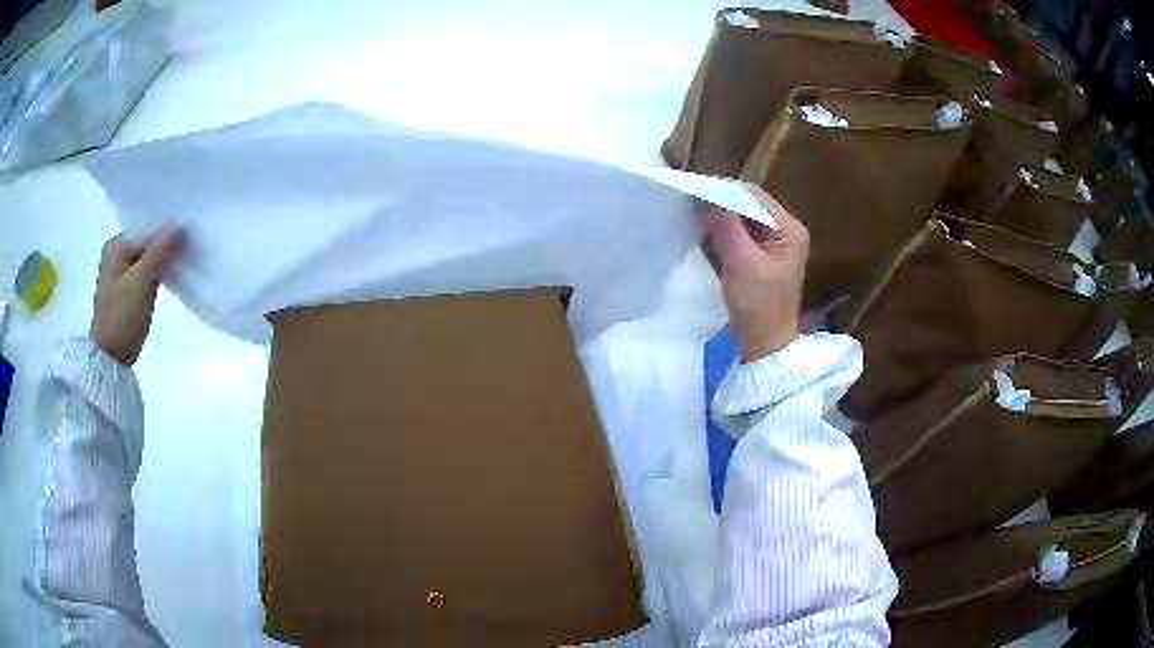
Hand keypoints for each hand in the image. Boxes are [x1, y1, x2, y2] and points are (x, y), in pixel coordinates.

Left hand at [90, 227, 182, 366]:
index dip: (167, 228)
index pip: (146, 228)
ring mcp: (123, 272)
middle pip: (148, 241)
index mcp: (116, 247)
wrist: (110, 360)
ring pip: (150, 256)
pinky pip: (149, 271)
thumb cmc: (121, 320)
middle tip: (194, 242)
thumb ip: (158, 252)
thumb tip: (179, 224)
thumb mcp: (140, 284)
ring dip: (166, 258)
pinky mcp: (131, 288)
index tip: (191, 230)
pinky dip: (162, 271)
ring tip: (189, 256)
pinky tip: (176, 273)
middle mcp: (118, 254)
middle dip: (168, 243)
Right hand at [702, 184, 807, 362]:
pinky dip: (721, 232)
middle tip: (688, 201)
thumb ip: (724, 225)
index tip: (693, 190)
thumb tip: (703, 194)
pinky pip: (739, 235)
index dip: (723, 190)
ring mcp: (773, 245)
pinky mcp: (761, 258)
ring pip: (741, 219)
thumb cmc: (758, 307)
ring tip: (691, 214)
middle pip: (748, 205)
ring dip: (718, 217)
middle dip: (719, 203)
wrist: (764, 347)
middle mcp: (784, 231)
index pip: (753, 196)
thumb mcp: (740, 263)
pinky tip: (702, 232)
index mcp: (789, 230)